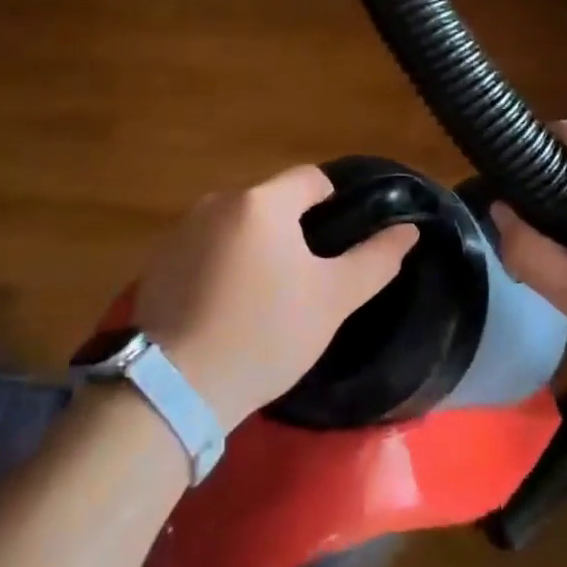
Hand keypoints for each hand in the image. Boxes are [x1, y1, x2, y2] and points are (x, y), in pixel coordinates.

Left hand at [135, 165, 419, 428]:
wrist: (176, 387)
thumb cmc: (265, 334)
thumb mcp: (332, 300)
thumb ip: (375, 259)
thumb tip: (408, 230)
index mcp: (263, 202)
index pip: (310, 178)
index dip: (333, 202)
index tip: (338, 242)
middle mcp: (219, 200)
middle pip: (272, 202)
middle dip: (292, 229)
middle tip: (304, 278)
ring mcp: (183, 228)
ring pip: (237, 224)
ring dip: (255, 246)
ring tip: (264, 296)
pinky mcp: (158, 259)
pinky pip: (205, 246)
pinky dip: (221, 263)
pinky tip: (224, 307)